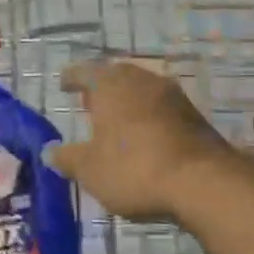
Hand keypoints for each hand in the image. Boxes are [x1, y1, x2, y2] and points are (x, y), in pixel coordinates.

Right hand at [52, 59, 234, 222]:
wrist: (204, 182)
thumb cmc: (135, 169)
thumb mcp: (90, 170)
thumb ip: (67, 158)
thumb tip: (49, 151)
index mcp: (109, 85)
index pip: (84, 71)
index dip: (71, 78)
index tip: (64, 84)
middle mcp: (140, 80)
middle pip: (116, 75)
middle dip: (101, 87)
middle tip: (89, 104)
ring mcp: (171, 94)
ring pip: (141, 89)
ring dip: (127, 100)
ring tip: (116, 121)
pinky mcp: (193, 114)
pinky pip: (161, 106)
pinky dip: (148, 115)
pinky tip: (144, 135)